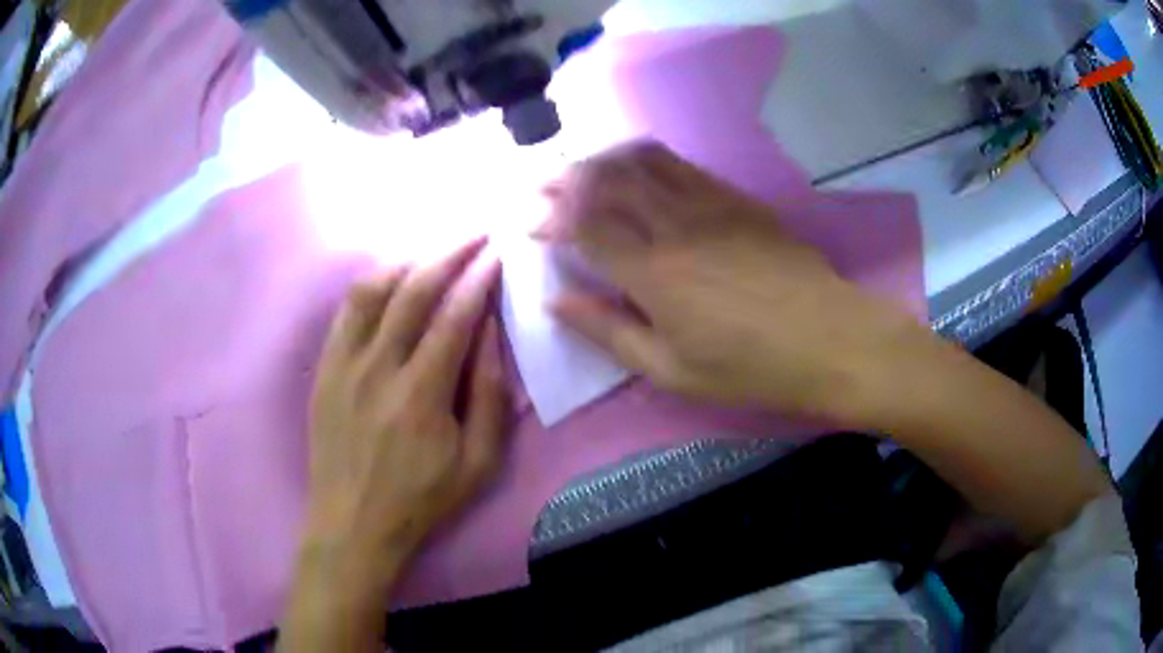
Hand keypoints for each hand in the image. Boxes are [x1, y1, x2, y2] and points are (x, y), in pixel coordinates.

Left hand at [304, 237, 507, 581]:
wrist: (353, 523)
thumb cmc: (421, 499)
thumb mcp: (478, 463)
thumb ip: (489, 396)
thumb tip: (490, 334)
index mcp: (421, 394)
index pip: (454, 316)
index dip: (479, 278)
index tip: (497, 254)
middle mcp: (378, 367)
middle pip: (413, 290)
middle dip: (449, 253)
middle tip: (474, 236)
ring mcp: (343, 364)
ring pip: (372, 290)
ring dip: (408, 262)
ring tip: (433, 255)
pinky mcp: (323, 369)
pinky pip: (346, 311)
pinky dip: (372, 286)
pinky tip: (390, 283)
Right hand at [540, 142, 925, 426]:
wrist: (830, 339)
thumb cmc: (750, 368)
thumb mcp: (672, 371)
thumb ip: (609, 333)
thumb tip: (556, 303)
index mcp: (652, 272)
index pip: (584, 225)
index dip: (549, 217)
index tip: (525, 220)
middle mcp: (674, 224)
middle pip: (607, 181)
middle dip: (565, 178)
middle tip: (541, 185)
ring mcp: (709, 203)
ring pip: (641, 162)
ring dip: (602, 159)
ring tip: (580, 168)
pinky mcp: (736, 198)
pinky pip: (680, 164)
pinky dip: (645, 159)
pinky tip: (635, 166)